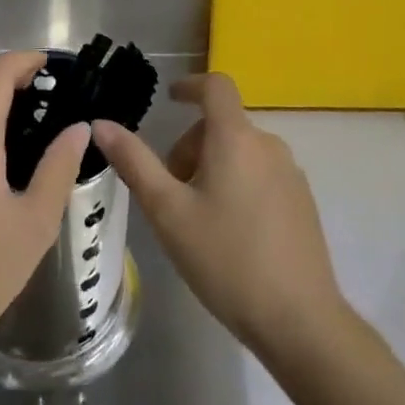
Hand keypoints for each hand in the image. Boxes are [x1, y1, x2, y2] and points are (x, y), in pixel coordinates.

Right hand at [91, 73, 343, 358]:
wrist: (299, 319)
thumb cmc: (225, 259)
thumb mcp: (168, 212)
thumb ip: (134, 163)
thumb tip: (101, 124)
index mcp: (236, 139)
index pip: (216, 86)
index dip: (189, 85)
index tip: (169, 99)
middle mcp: (269, 146)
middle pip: (222, 125)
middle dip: (190, 147)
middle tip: (170, 192)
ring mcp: (291, 174)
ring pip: (241, 152)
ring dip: (212, 167)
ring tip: (196, 218)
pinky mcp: (303, 201)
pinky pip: (261, 174)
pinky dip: (237, 184)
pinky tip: (229, 234)